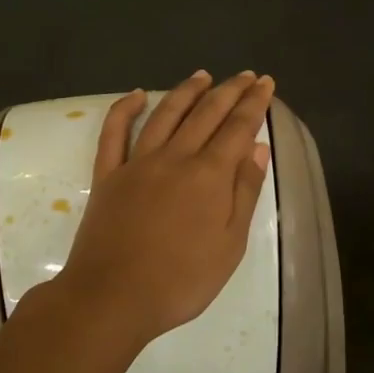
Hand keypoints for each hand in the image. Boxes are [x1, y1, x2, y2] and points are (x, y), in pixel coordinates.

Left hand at [53, 70, 274, 348]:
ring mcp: (137, 163)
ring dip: (186, 91)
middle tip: (244, 75)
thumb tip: (258, 148)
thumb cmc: (181, 281)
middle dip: (228, 91)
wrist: (112, 298)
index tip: (265, 83)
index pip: (238, 128)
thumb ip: (245, 192)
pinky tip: (137, 94)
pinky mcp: (108, 175)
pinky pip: (114, 133)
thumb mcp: (230, 245)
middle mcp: (175, 158)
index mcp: (209, 175)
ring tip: (202, 75)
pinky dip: (124, 109)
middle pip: (206, 114)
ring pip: (165, 115)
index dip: (254, 103)